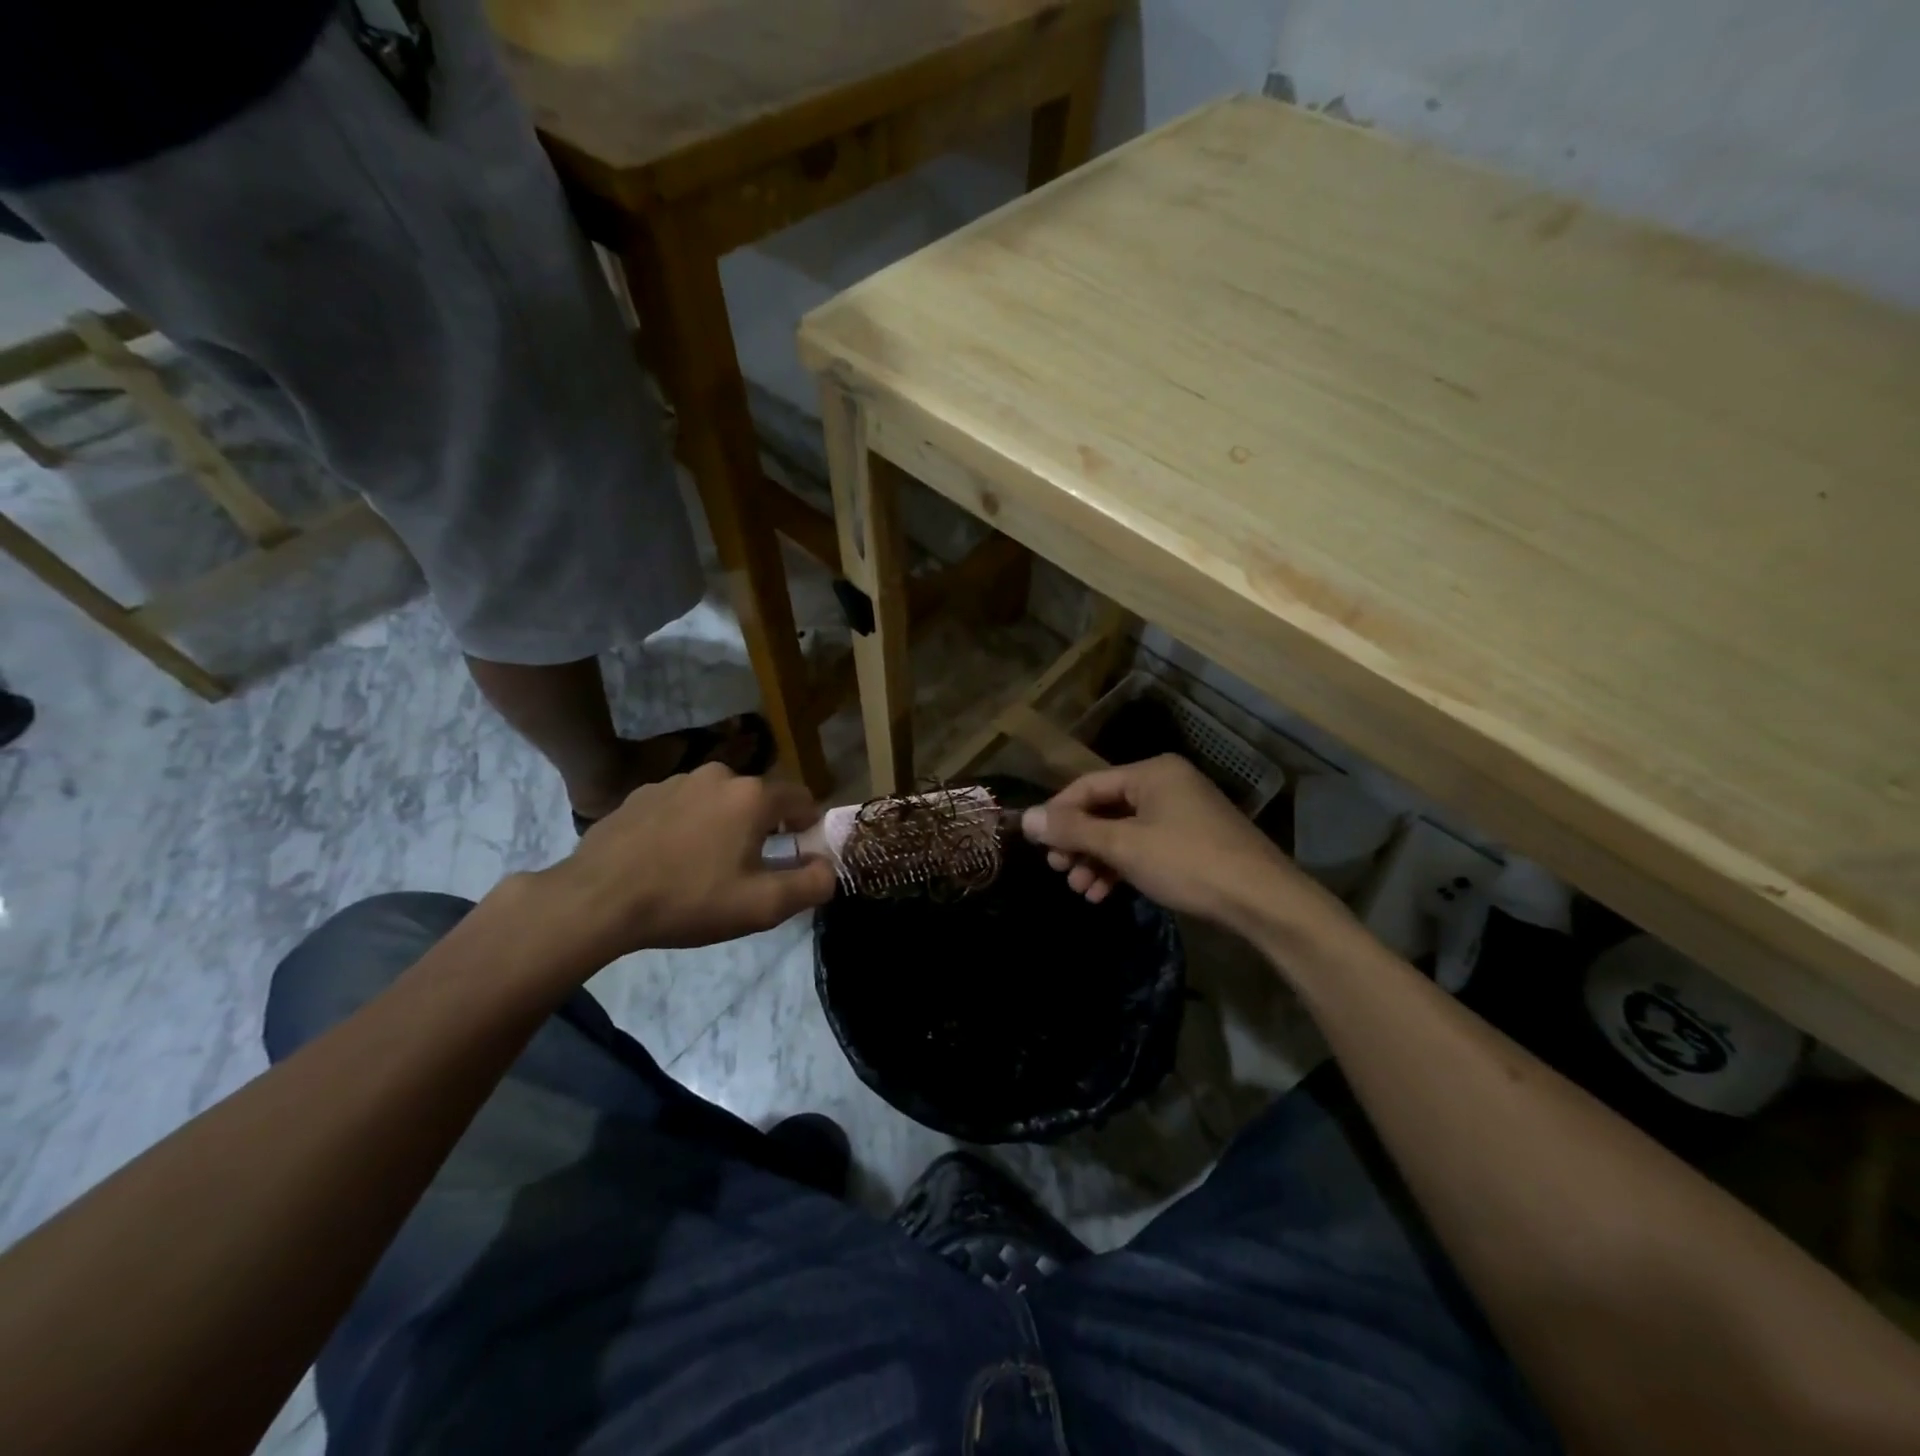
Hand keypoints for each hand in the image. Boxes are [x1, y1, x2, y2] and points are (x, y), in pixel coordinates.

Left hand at [536, 763, 838, 957]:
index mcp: (753, 796)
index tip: (798, 856)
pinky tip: (667, 860)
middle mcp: (718, 775)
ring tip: (702, 867)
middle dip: (763, 829)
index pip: (801, 798)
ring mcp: (675, 781)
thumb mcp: (762, 906)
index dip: (808, 826)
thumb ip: (811, 884)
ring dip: (722, 826)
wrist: (596, 900)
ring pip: (718, 801)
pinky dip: (686, 826)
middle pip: (758, 799)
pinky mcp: (640, 794)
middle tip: (748, 870)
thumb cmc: (689, 900)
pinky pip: (681, 807)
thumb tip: (827, 868)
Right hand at [1022, 755, 1348, 938]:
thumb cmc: (1187, 863)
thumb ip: (1073, 830)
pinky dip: (1122, 866)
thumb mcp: (1124, 846)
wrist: (1263, 902)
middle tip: (1059, 871)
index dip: (1058, 814)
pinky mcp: (1192, 841)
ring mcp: (1182, 813)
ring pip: (1123, 832)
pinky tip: (1105, 893)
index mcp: (1152, 772)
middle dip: (1079, 842)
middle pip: (1105, 809)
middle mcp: (1166, 784)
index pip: (1088, 785)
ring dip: (1097, 860)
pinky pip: (1144, 846)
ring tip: (1080, 890)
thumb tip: (1025, 818)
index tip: (1037, 845)